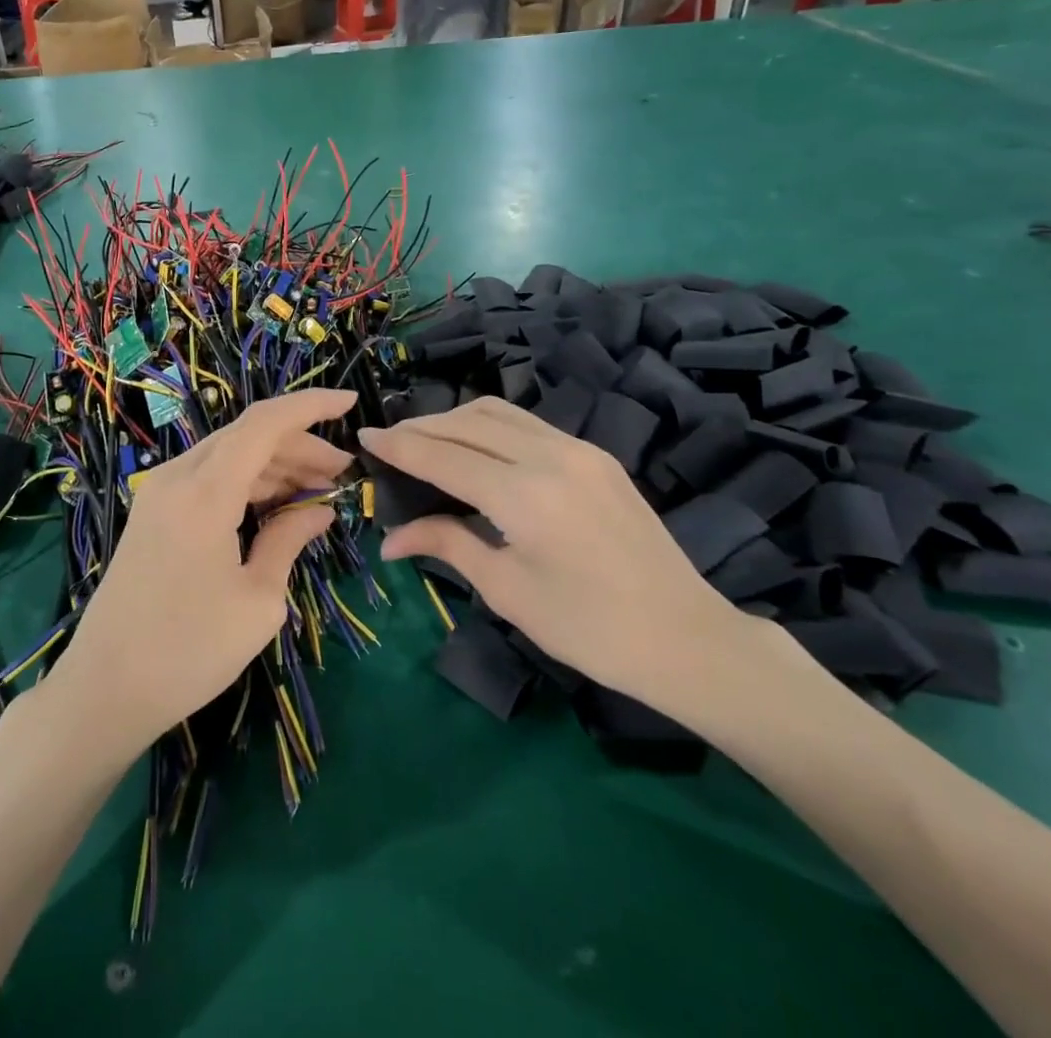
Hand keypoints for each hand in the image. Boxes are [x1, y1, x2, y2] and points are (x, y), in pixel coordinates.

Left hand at [47, 388, 356, 759]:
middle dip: (299, 445)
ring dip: (275, 466)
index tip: (350, 402)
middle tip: (342, 472)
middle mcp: (178, 477)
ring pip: (229, 457)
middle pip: (248, 437)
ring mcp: (160, 494)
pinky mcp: (153, 514)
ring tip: (319, 489)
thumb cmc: (189, 650)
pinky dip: (247, 484)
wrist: (104, 689)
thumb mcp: (257, 599)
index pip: (265, 422)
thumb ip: (290, 540)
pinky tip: (276, 505)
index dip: (311, 405)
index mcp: (205, 490)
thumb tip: (319, 510)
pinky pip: (208, 479)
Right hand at [358, 399, 758, 706]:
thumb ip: (448, 545)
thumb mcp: (508, 590)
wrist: (686, 638)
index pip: (442, 455)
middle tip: (388, 444)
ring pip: (498, 413)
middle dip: (421, 428)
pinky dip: (488, 426)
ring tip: (424, 441)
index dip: (398, 446)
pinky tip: (474, 448)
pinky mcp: (595, 455)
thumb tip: (391, 538)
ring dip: (454, 420)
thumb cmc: (589, 628)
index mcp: (524, 495)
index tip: (364, 438)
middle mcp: (549, 455)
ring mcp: (578, 449)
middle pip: (467, 422)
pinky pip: (527, 424)